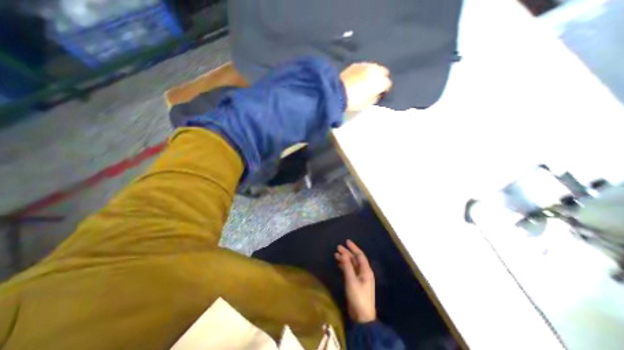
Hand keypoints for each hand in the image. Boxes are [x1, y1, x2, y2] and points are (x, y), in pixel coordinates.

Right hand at [334, 240, 377, 323]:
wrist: (362, 317)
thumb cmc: (358, 297)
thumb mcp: (351, 280)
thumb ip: (347, 266)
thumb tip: (343, 254)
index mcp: (366, 271)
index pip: (360, 255)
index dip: (353, 248)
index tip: (346, 241)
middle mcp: (364, 272)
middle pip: (355, 259)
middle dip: (347, 253)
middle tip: (338, 247)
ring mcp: (360, 278)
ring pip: (352, 264)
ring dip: (345, 259)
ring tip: (336, 254)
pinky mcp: (356, 283)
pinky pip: (350, 270)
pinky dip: (344, 266)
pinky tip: (338, 264)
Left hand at [339, 62, 390, 109]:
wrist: (338, 92)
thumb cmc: (355, 100)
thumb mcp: (367, 103)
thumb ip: (375, 97)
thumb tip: (376, 94)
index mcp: (380, 81)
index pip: (387, 84)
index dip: (384, 90)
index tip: (381, 94)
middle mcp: (375, 70)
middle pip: (383, 72)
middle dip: (381, 78)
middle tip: (375, 86)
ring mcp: (365, 65)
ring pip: (374, 67)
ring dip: (373, 73)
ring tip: (367, 81)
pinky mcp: (356, 64)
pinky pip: (364, 67)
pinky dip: (364, 71)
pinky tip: (359, 77)